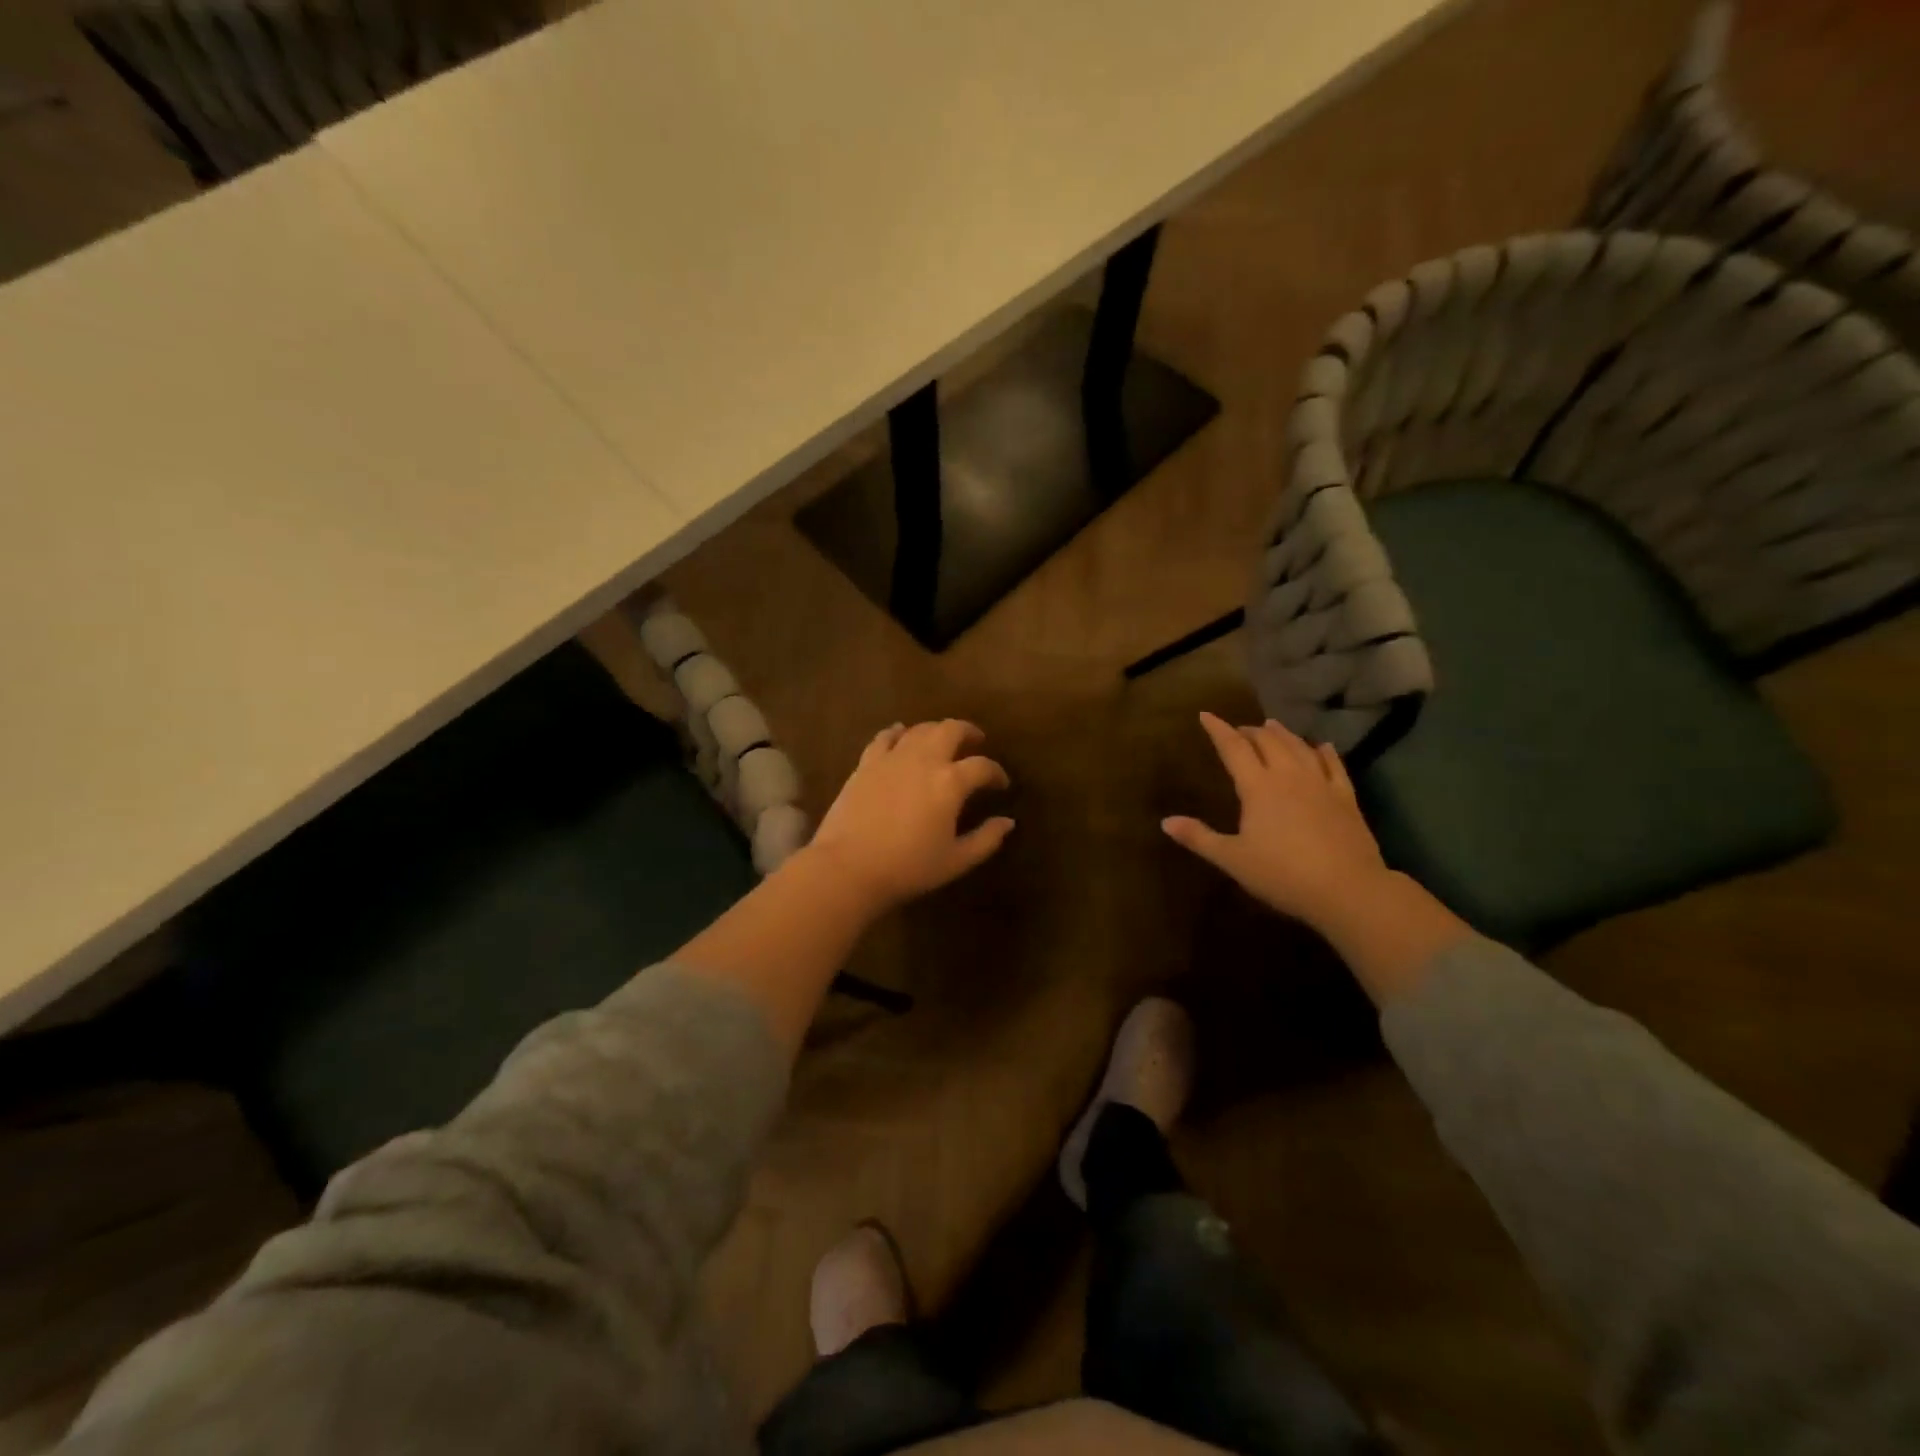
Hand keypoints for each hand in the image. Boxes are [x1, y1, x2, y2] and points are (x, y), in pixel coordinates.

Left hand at [809, 720, 1014, 910]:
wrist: (848, 867)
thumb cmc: (908, 868)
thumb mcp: (956, 861)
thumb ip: (986, 839)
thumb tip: (1007, 822)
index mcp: (950, 782)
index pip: (982, 767)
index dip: (996, 773)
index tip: (1001, 784)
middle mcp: (924, 760)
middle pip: (951, 729)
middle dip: (969, 732)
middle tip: (976, 741)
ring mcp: (892, 758)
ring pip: (920, 729)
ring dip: (936, 730)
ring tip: (942, 740)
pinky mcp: (866, 763)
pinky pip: (885, 737)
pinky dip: (898, 732)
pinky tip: (901, 735)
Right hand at [1163, 712, 1389, 933]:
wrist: (1347, 889)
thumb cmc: (1282, 874)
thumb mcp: (1232, 859)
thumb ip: (1199, 838)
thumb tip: (1165, 822)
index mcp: (1258, 786)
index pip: (1234, 748)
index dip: (1218, 729)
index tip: (1205, 714)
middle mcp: (1289, 775)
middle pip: (1268, 742)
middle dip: (1250, 731)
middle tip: (1238, 729)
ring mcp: (1321, 784)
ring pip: (1299, 747)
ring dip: (1283, 734)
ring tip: (1272, 726)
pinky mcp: (1346, 797)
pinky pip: (1334, 765)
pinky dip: (1324, 752)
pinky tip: (1322, 747)